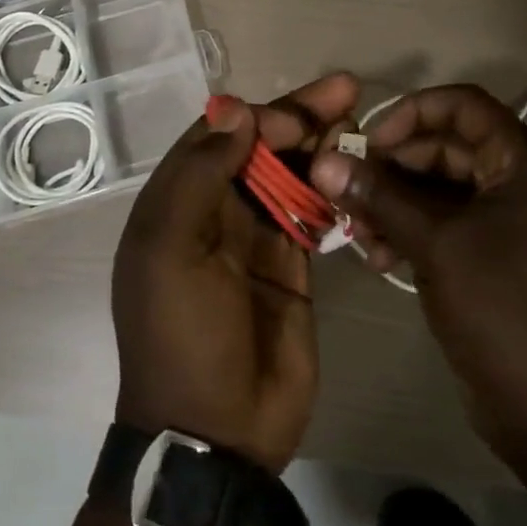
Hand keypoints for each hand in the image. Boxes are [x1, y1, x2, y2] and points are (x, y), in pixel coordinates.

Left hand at [112, 71, 359, 473]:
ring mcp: (255, 238)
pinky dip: (331, 187)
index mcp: (177, 203)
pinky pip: (312, 212)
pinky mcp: (293, 265)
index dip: (257, 117)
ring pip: (289, 174)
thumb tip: (235, 111)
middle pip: (259, 148)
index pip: (218, 136)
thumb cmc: (183, 335)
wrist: (217, 433)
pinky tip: (356, 168)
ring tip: (357, 121)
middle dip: (298, 118)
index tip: (297, 116)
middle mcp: (214, 212)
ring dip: (319, 145)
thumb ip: (199, 176)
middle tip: (346, 92)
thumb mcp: (170, 251)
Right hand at [310, 84, 526, 466]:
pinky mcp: (493, 256)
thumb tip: (323, 160)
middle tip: (349, 192)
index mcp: (524, 163)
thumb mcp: (436, 244)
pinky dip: (411, 231)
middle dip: (393, 167)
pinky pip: (445, 224)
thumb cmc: (502, 309)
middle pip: (446, 147)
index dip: (413, 112)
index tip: (370, 142)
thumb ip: (379, 196)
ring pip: (439, 188)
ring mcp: (508, 222)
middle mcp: (520, 182)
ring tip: (358, 232)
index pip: (464, 105)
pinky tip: (379, 257)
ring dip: (395, 203)